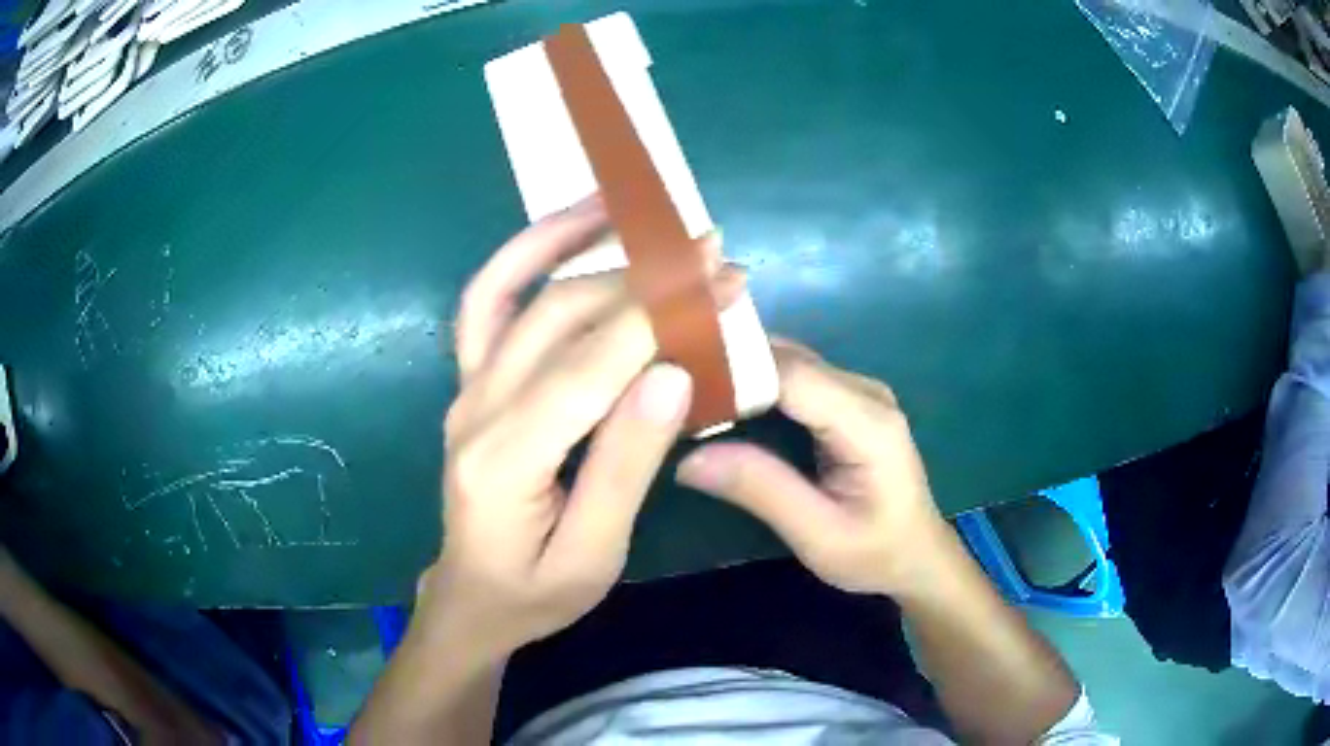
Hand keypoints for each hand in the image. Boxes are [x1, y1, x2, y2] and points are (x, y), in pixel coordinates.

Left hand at [423, 198, 740, 658]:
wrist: (473, 597)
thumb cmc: (536, 590)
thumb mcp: (593, 555)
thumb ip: (626, 466)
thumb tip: (673, 374)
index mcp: (509, 459)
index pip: (594, 365)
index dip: (663, 315)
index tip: (725, 279)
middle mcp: (477, 409)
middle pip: (561, 316)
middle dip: (642, 277)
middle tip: (709, 251)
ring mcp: (466, 388)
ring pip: (515, 291)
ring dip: (570, 238)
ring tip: (625, 201)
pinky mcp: (470, 381)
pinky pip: (487, 302)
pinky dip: (522, 256)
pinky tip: (563, 230)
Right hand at [677, 341, 953, 597]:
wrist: (918, 555)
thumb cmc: (875, 553)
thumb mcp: (818, 535)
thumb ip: (761, 490)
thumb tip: (687, 458)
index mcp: (868, 422)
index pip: (792, 375)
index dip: (734, 372)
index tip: (675, 386)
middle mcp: (864, 391)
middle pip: (786, 358)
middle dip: (727, 367)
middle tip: (666, 388)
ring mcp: (857, 390)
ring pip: (785, 361)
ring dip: (736, 372)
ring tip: (682, 392)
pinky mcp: (846, 399)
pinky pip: (792, 377)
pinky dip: (752, 384)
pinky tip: (719, 402)